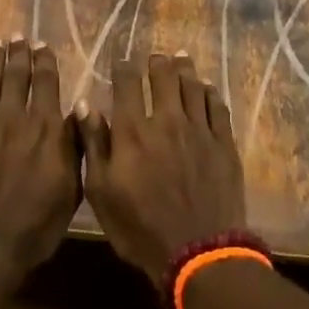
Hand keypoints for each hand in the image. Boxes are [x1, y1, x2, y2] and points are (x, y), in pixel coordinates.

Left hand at [0, 38, 80, 300]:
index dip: (44, 62)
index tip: (42, 45)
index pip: (47, 85)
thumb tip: (79, 111)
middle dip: (18, 54)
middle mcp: (13, 121)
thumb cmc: (35, 228)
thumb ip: (74, 148)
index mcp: (45, 131)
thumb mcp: (71, 192)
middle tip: (17, 35)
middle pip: (15, 77)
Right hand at [78, 54, 248, 286]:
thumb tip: (84, 105)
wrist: (199, 252)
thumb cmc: (140, 227)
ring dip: (184, 69)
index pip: (126, 84)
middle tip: (154, 56)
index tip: (120, 58)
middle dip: (156, 62)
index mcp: (132, 131)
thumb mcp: (102, 192)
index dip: (122, 66)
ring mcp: (199, 130)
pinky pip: (217, 107)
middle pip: (163, 77)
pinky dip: (209, 92)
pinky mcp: (223, 144)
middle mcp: (166, 121)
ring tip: (179, 58)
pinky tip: (206, 87)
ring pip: (192, 86)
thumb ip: (93, 145)